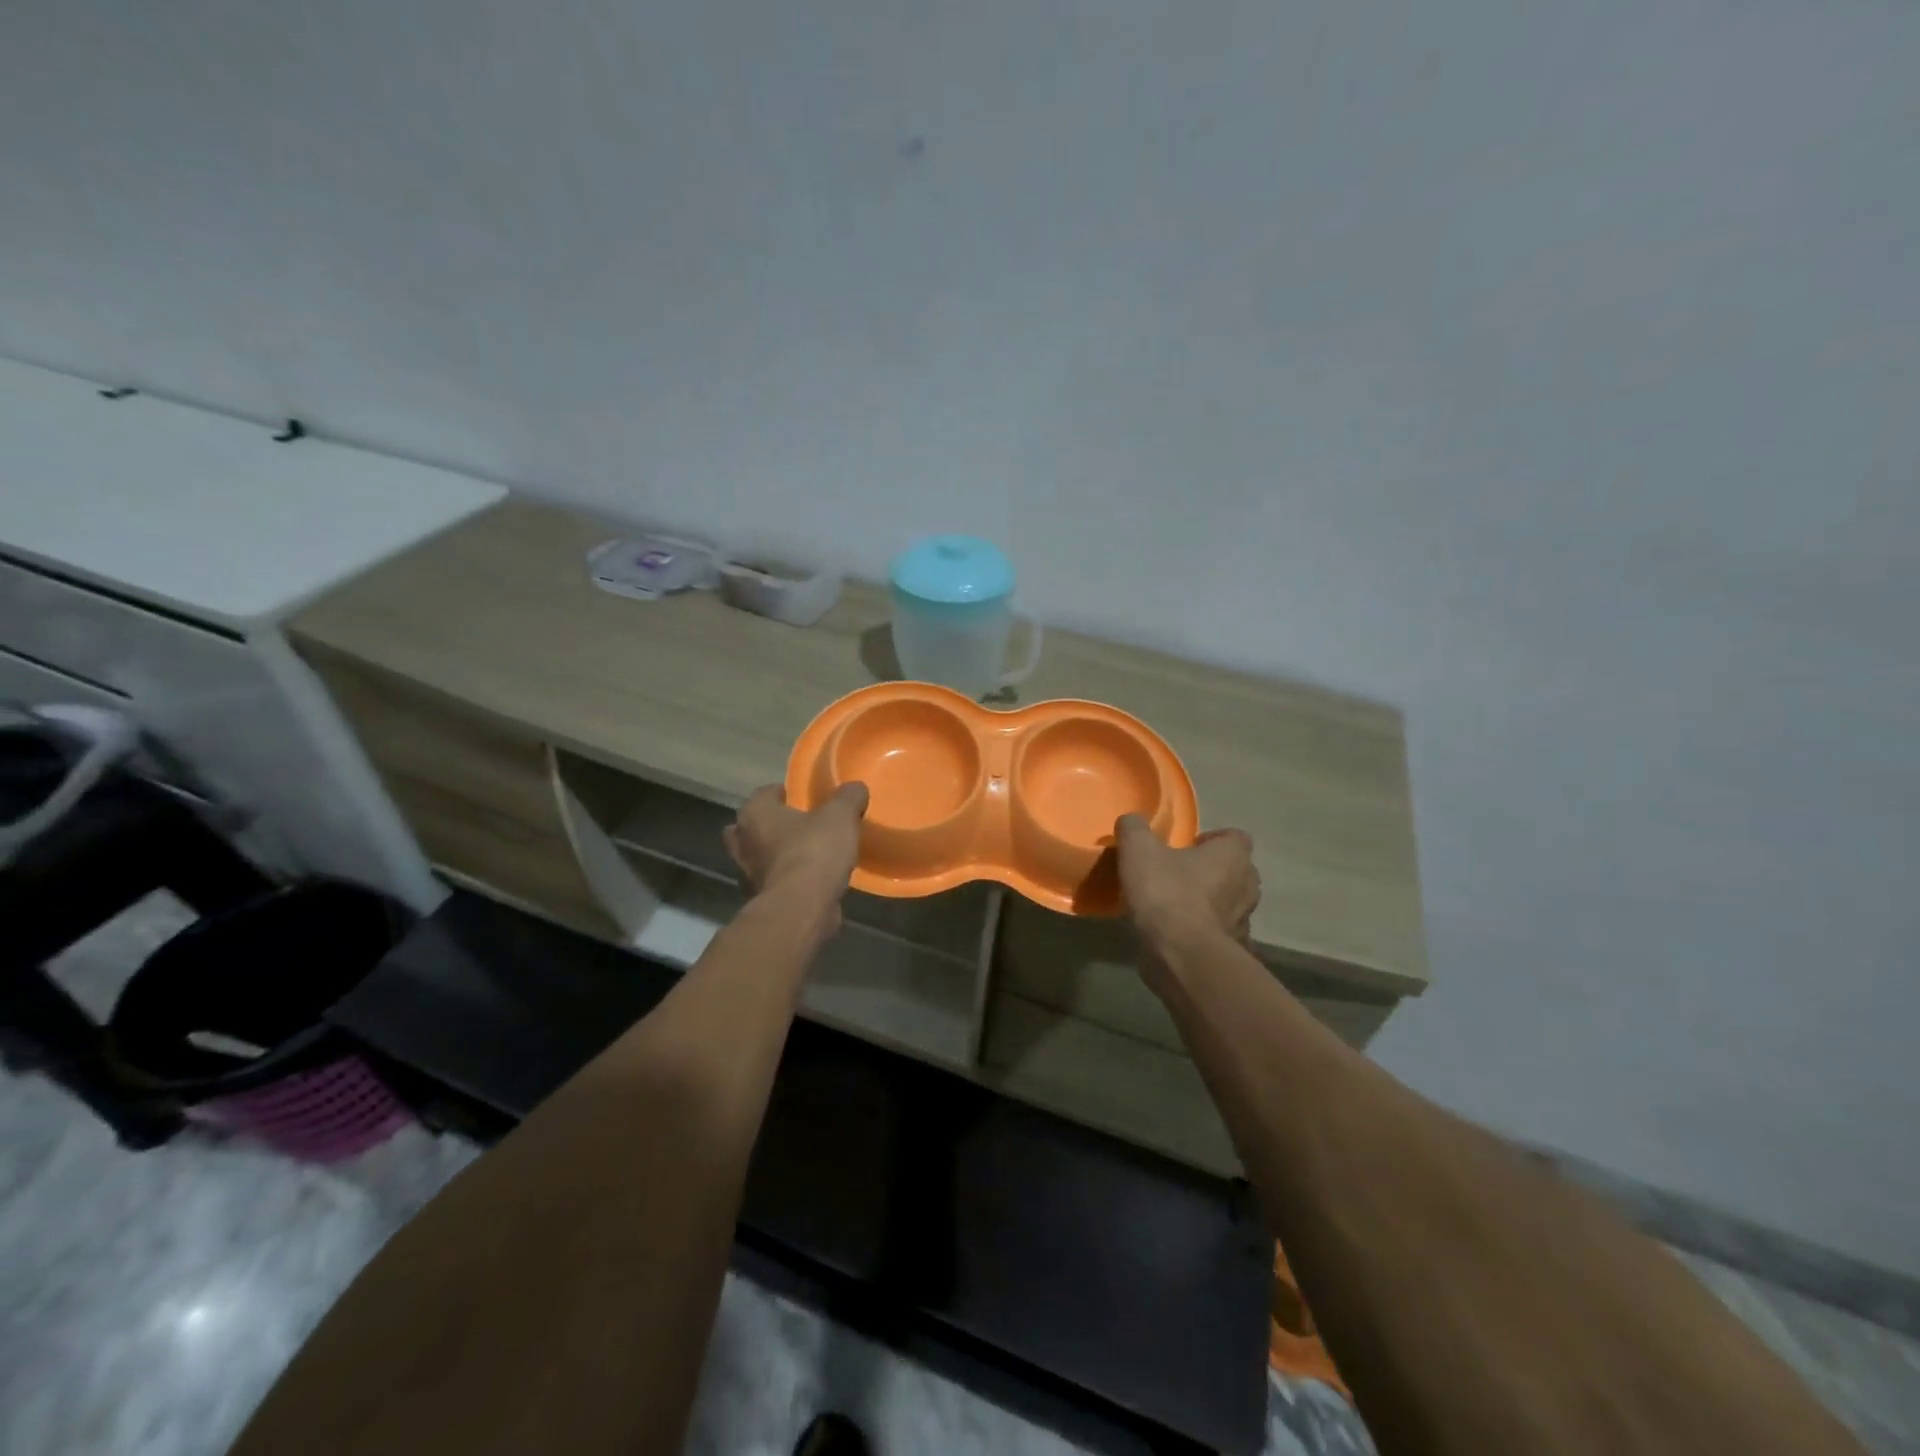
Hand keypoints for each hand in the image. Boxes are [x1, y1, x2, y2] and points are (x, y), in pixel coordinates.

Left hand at [724, 783, 868, 915]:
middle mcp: (743, 842)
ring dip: (780, 855)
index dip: (784, 792)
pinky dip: (789, 880)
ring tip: (810, 853)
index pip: (764, 793)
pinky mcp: (763, 900)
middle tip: (800, 825)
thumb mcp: (840, 815)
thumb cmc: (814, 851)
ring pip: (762, 857)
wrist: (802, 908)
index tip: (804, 797)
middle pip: (754, 827)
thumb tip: (855, 788)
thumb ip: (848, 797)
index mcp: (755, 814)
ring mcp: (748, 874)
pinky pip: (776, 882)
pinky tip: (812, 880)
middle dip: (772, 826)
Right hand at [1115, 815, 1259, 955]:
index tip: (1184, 847)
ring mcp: (1243, 922)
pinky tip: (1173, 934)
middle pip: (1233, 871)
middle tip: (1176, 874)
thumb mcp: (1138, 850)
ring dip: (1206, 903)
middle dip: (1210, 872)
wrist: (1182, 957)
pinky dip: (1200, 932)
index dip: (1211, 840)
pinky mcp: (1232, 951)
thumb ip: (1134, 828)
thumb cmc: (1167, 894)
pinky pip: (1216, 934)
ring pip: (1227, 904)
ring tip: (1172, 906)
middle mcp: (1247, 886)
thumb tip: (1131, 821)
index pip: (1234, 837)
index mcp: (1233, 856)